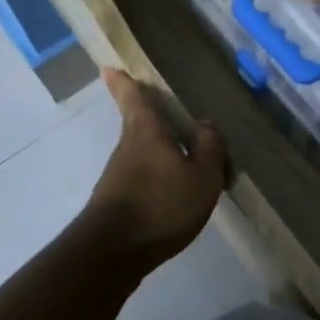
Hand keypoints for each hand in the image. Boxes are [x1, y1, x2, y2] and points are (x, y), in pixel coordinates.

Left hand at [80, 69, 228, 270]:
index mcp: (147, 131)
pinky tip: (175, 194)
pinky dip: (158, 179)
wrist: (113, 252)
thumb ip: (209, 147)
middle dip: (150, 118)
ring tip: (187, 161)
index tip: (110, 67)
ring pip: (142, 154)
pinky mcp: (117, 202)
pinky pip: (143, 179)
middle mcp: (128, 147)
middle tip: (166, 113)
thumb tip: (205, 123)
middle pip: (138, 125)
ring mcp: (119, 176)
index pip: (133, 98)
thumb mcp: (202, 175)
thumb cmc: (161, 204)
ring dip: (159, 153)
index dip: (124, 82)